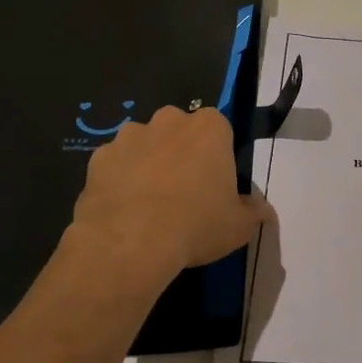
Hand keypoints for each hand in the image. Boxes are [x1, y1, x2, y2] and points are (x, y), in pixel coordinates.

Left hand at [69, 106, 270, 304]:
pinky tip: (123, 208)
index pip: (219, 130)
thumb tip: (262, 210)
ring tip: (150, 203)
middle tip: (184, 192)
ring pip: (145, 144)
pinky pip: (115, 164)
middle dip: (181, 152)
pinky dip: (119, 179)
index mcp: (210, 127)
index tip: (215, 183)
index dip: (217, 156)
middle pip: (180, 131)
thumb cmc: (196, 224)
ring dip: (149, 162)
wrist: (130, 242)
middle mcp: (170, 120)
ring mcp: (130, 136)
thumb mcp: (239, 226)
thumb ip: (253, 212)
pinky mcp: (99, 157)